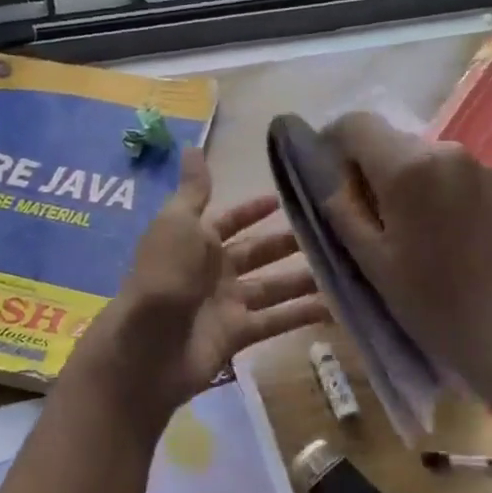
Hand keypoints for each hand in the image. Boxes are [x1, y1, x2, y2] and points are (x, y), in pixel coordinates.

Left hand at [83, 149, 327, 413]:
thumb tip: (192, 146)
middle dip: (287, 243)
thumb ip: (194, 190)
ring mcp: (226, 304)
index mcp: (197, 241)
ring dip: (303, 278)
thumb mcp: (178, 223)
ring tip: (344, 267)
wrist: (147, 346)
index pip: (230, 220)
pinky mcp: (238, 335)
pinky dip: (302, 315)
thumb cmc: (164, 275)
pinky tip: (336, 308)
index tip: (286, 198)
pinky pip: (276, 320)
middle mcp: (213, 271)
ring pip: (272, 286)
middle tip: (330, 233)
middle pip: (257, 253)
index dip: (254, 210)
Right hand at [320, 111, 491, 410]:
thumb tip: (332, 180)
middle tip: (363, 213)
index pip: (355, 124)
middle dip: (368, 167)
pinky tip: (438, 232)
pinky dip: (432, 189)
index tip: (328, 177)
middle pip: (390, 140)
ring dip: (402, 180)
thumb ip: (342, 209)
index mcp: (408, 167)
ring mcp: (479, 165)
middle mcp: (446, 150)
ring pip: (420, 157)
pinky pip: (450, 172)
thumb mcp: (370, 259)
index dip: (332, 143)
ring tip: (403, 229)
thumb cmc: (429, 300)